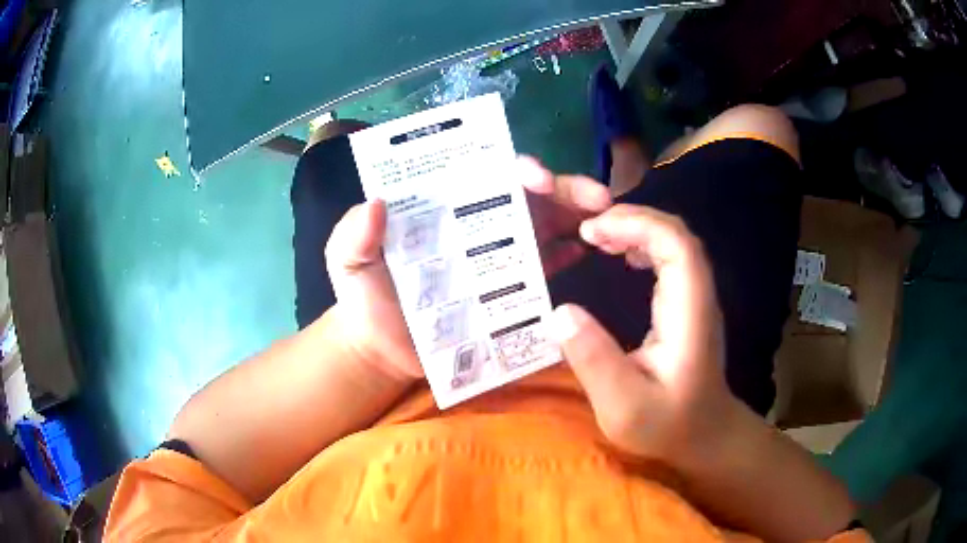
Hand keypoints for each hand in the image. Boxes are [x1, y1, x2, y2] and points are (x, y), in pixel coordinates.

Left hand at [324, 158, 609, 381]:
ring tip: (608, 225)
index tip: (537, 178)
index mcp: (446, 207)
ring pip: (547, 226)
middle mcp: (479, 223)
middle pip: (530, 197)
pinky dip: (569, 256)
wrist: (382, 351)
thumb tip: (375, 203)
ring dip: (579, 219)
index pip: (487, 175)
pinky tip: (588, 253)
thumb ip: (353, 235)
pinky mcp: (510, 292)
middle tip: (599, 199)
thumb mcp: (347, 262)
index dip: (516, 168)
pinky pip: (546, 267)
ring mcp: (499, 257)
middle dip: (567, 191)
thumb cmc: (365, 300)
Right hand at [548, 204, 737, 467]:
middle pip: (677, 234)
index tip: (593, 232)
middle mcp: (699, 296)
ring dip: (637, 228)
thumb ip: (595, 363)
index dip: (638, 225)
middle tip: (588, 230)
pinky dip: (642, 244)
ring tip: (597, 237)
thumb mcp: (623, 408)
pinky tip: (619, 254)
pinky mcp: (688, 303)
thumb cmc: (667, 425)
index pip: (677, 245)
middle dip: (633, 219)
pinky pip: (670, 257)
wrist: (704, 433)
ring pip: (674, 241)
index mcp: (689, 314)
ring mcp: (697, 297)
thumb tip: (559, 313)